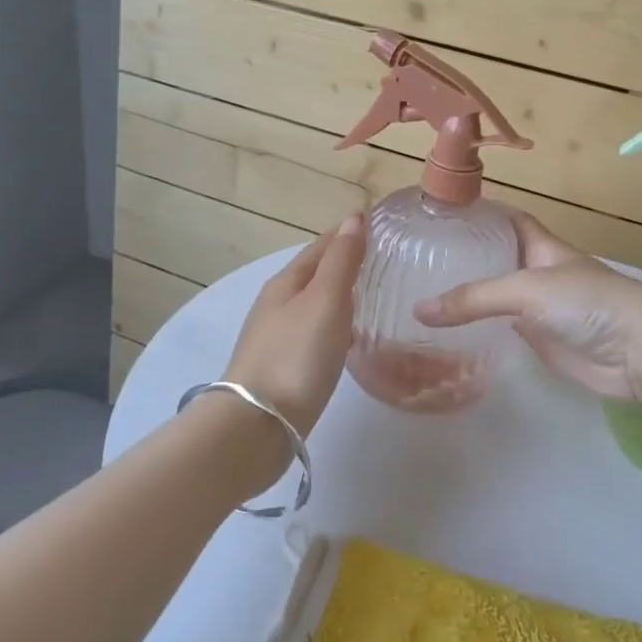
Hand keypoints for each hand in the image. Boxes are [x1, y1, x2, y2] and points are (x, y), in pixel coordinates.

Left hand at [222, 214, 366, 436]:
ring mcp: (278, 336)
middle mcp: (278, 304)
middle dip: (345, 261)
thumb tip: (354, 217)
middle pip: (315, 273)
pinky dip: (335, 324)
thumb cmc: (295, 355)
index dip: (348, 233)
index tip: (379, 225)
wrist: (258, 424)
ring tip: (373, 294)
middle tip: (383, 258)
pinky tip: (350, 337)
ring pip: (314, 304)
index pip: (321, 246)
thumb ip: (341, 260)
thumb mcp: (325, 300)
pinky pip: (315, 332)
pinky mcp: (284, 367)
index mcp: (286, 282)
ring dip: (340, 294)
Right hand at [414, 211, 641, 404]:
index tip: (438, 211)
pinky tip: (447, 330)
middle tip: (416, 256)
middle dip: (463, 254)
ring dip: (467, 294)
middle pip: (495, 257)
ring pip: (494, 294)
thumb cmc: (588, 302)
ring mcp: (537, 307)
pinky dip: (478, 327)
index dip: (477, 212)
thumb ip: (475, 298)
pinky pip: (501, 328)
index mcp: (539, 245)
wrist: (638, 351)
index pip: (504, 218)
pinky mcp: (538, 339)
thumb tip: (419, 310)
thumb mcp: (528, 289)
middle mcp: (535, 271)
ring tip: (420, 289)